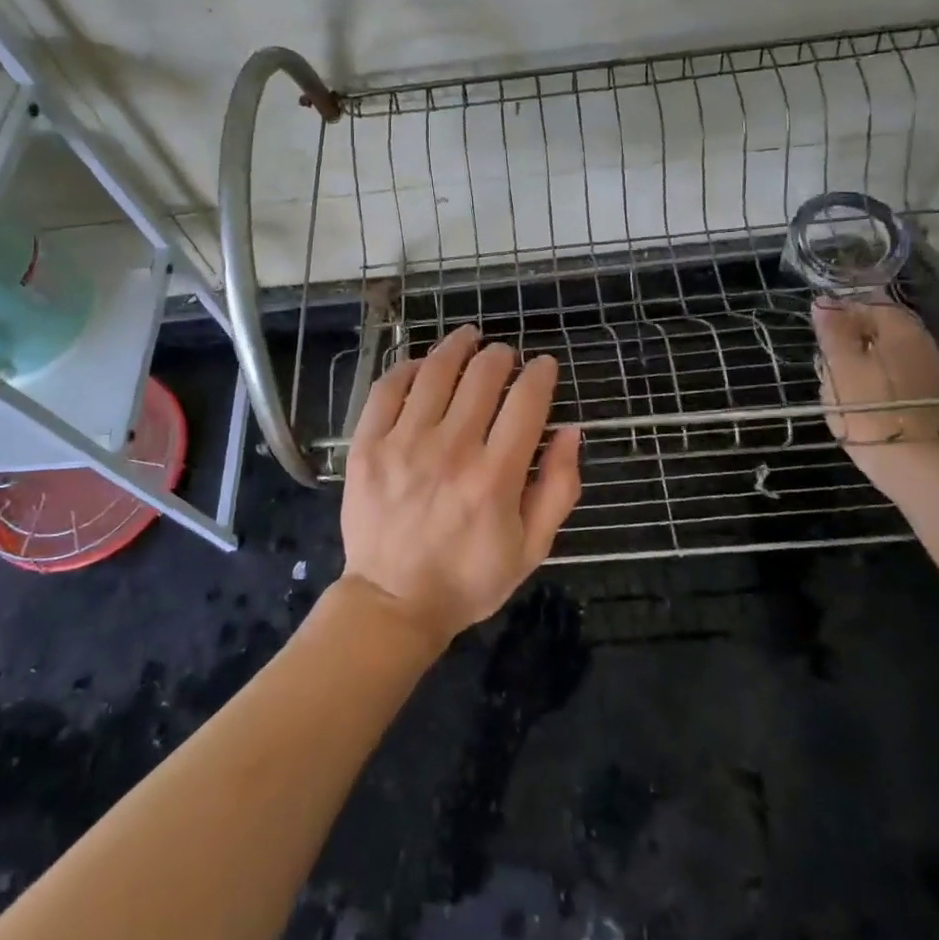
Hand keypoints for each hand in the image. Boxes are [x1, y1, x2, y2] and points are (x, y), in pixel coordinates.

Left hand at [340, 325, 581, 647]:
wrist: (393, 602)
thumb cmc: (469, 579)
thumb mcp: (532, 548)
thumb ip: (558, 488)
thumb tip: (570, 431)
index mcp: (496, 477)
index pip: (526, 402)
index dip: (540, 374)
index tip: (544, 366)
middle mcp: (451, 451)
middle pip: (482, 377)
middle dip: (500, 356)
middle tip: (504, 355)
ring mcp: (404, 445)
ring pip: (436, 373)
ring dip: (457, 347)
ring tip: (468, 338)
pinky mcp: (368, 447)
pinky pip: (387, 390)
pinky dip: (408, 368)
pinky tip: (422, 365)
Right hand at [811, 298, 938, 469]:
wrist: (907, 460)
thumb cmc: (866, 407)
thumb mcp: (840, 365)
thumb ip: (833, 331)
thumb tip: (824, 302)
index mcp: (903, 331)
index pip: (871, 306)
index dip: (842, 315)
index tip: (820, 335)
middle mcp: (923, 344)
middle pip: (882, 331)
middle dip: (852, 340)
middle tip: (827, 361)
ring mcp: (930, 372)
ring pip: (888, 354)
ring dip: (863, 361)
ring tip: (839, 382)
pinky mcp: (928, 397)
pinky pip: (897, 375)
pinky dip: (876, 379)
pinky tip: (859, 397)